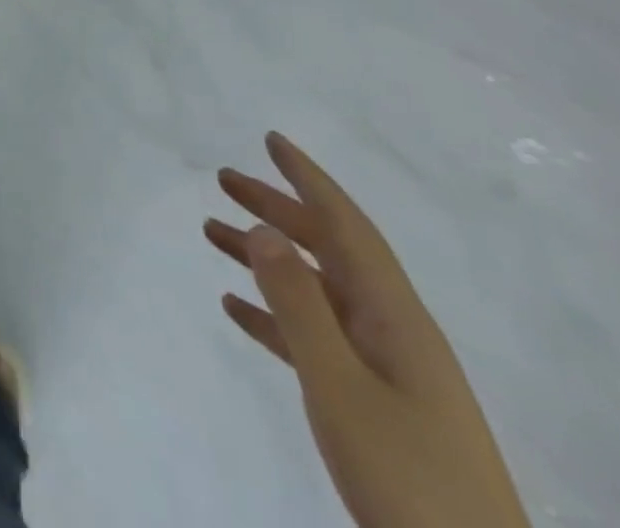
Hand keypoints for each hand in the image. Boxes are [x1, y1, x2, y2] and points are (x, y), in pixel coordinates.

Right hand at [205, 133, 529, 527]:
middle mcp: (393, 329)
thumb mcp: (341, 386)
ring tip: (212, 233)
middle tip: (224, 180)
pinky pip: (314, 335)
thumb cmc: (408, 477)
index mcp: (395, 317)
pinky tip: (236, 308)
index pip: (347, 226)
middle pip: (329, 249)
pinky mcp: (375, 402)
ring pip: (316, 288)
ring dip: (266, 257)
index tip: (272, 141)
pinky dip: (274, 313)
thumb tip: (264, 230)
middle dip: (277, 209)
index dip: (309, 180)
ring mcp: (387, 367)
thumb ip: (298, 305)